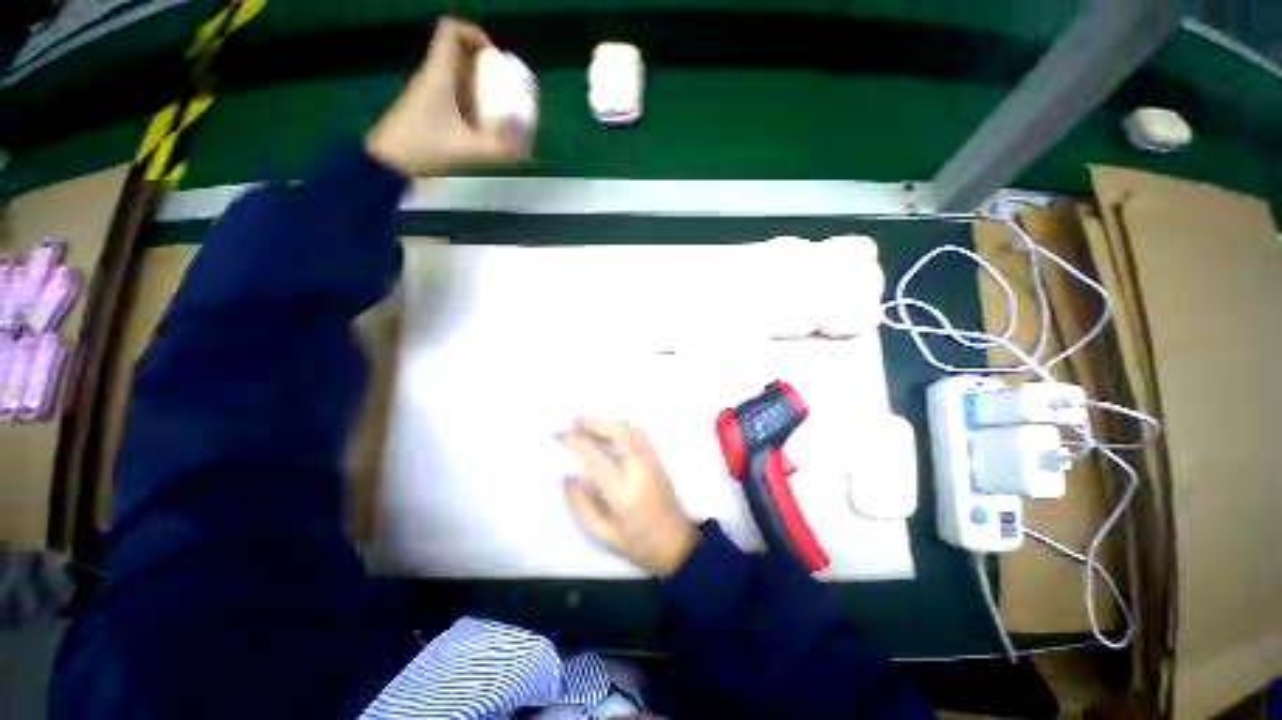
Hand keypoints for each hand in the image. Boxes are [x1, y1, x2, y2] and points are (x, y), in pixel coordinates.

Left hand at [365, 18, 527, 176]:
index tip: (495, 55)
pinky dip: (468, 101)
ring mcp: (426, 93)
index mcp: (439, 74)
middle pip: (457, 54)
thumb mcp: (469, 151)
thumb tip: (525, 152)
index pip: (451, 31)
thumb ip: (499, 151)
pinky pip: (451, 94)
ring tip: (498, 107)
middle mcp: (431, 77)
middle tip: (504, 85)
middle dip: (483, 64)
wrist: (388, 163)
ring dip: (477, 85)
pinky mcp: (424, 109)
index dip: (474, 34)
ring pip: (454, 75)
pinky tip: (480, 125)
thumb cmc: (425, 149)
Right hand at [558, 419, 699, 577]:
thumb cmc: (637, 542)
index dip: (576, 442)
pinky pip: (641, 434)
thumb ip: (582, 504)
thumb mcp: (603, 532)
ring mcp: (652, 461)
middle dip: (595, 424)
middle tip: (575, 422)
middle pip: (618, 433)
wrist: (676, 543)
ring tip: (590, 426)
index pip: (595, 458)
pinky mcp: (659, 460)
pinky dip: (623, 428)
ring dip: (609, 423)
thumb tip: (568, 476)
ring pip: (631, 429)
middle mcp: (639, 469)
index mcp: (622, 491)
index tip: (560, 434)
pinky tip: (611, 433)